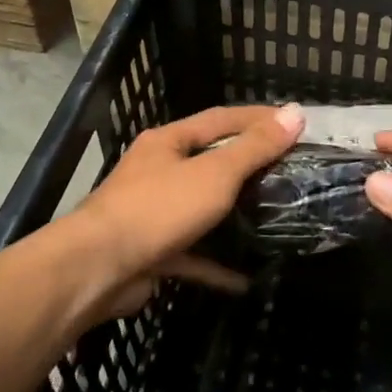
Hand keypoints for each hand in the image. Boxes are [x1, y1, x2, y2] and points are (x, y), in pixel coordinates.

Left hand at [65, 103, 304, 319]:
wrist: (96, 269)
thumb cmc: (159, 209)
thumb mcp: (214, 174)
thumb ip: (254, 147)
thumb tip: (295, 113)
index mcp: (169, 142)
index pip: (220, 119)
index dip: (257, 118)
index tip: (294, 123)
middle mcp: (158, 171)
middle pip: (210, 161)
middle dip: (248, 166)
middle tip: (289, 171)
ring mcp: (152, 212)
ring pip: (201, 208)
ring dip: (233, 215)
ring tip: (273, 218)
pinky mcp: (151, 251)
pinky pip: (192, 253)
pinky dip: (217, 263)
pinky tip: (246, 277)